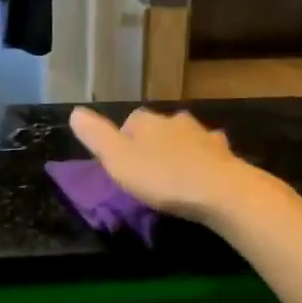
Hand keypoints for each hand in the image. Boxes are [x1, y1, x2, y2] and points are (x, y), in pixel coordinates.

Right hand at [68, 106, 257, 224]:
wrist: (220, 190)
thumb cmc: (162, 177)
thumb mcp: (117, 160)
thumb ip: (96, 136)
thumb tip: (75, 112)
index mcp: (146, 121)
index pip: (129, 122)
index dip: (123, 141)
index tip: (121, 164)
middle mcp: (175, 120)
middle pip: (159, 128)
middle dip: (153, 144)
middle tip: (148, 171)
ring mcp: (204, 136)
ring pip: (186, 138)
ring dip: (180, 151)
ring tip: (175, 175)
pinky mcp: (226, 154)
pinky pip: (210, 154)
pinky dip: (204, 162)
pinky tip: (203, 177)